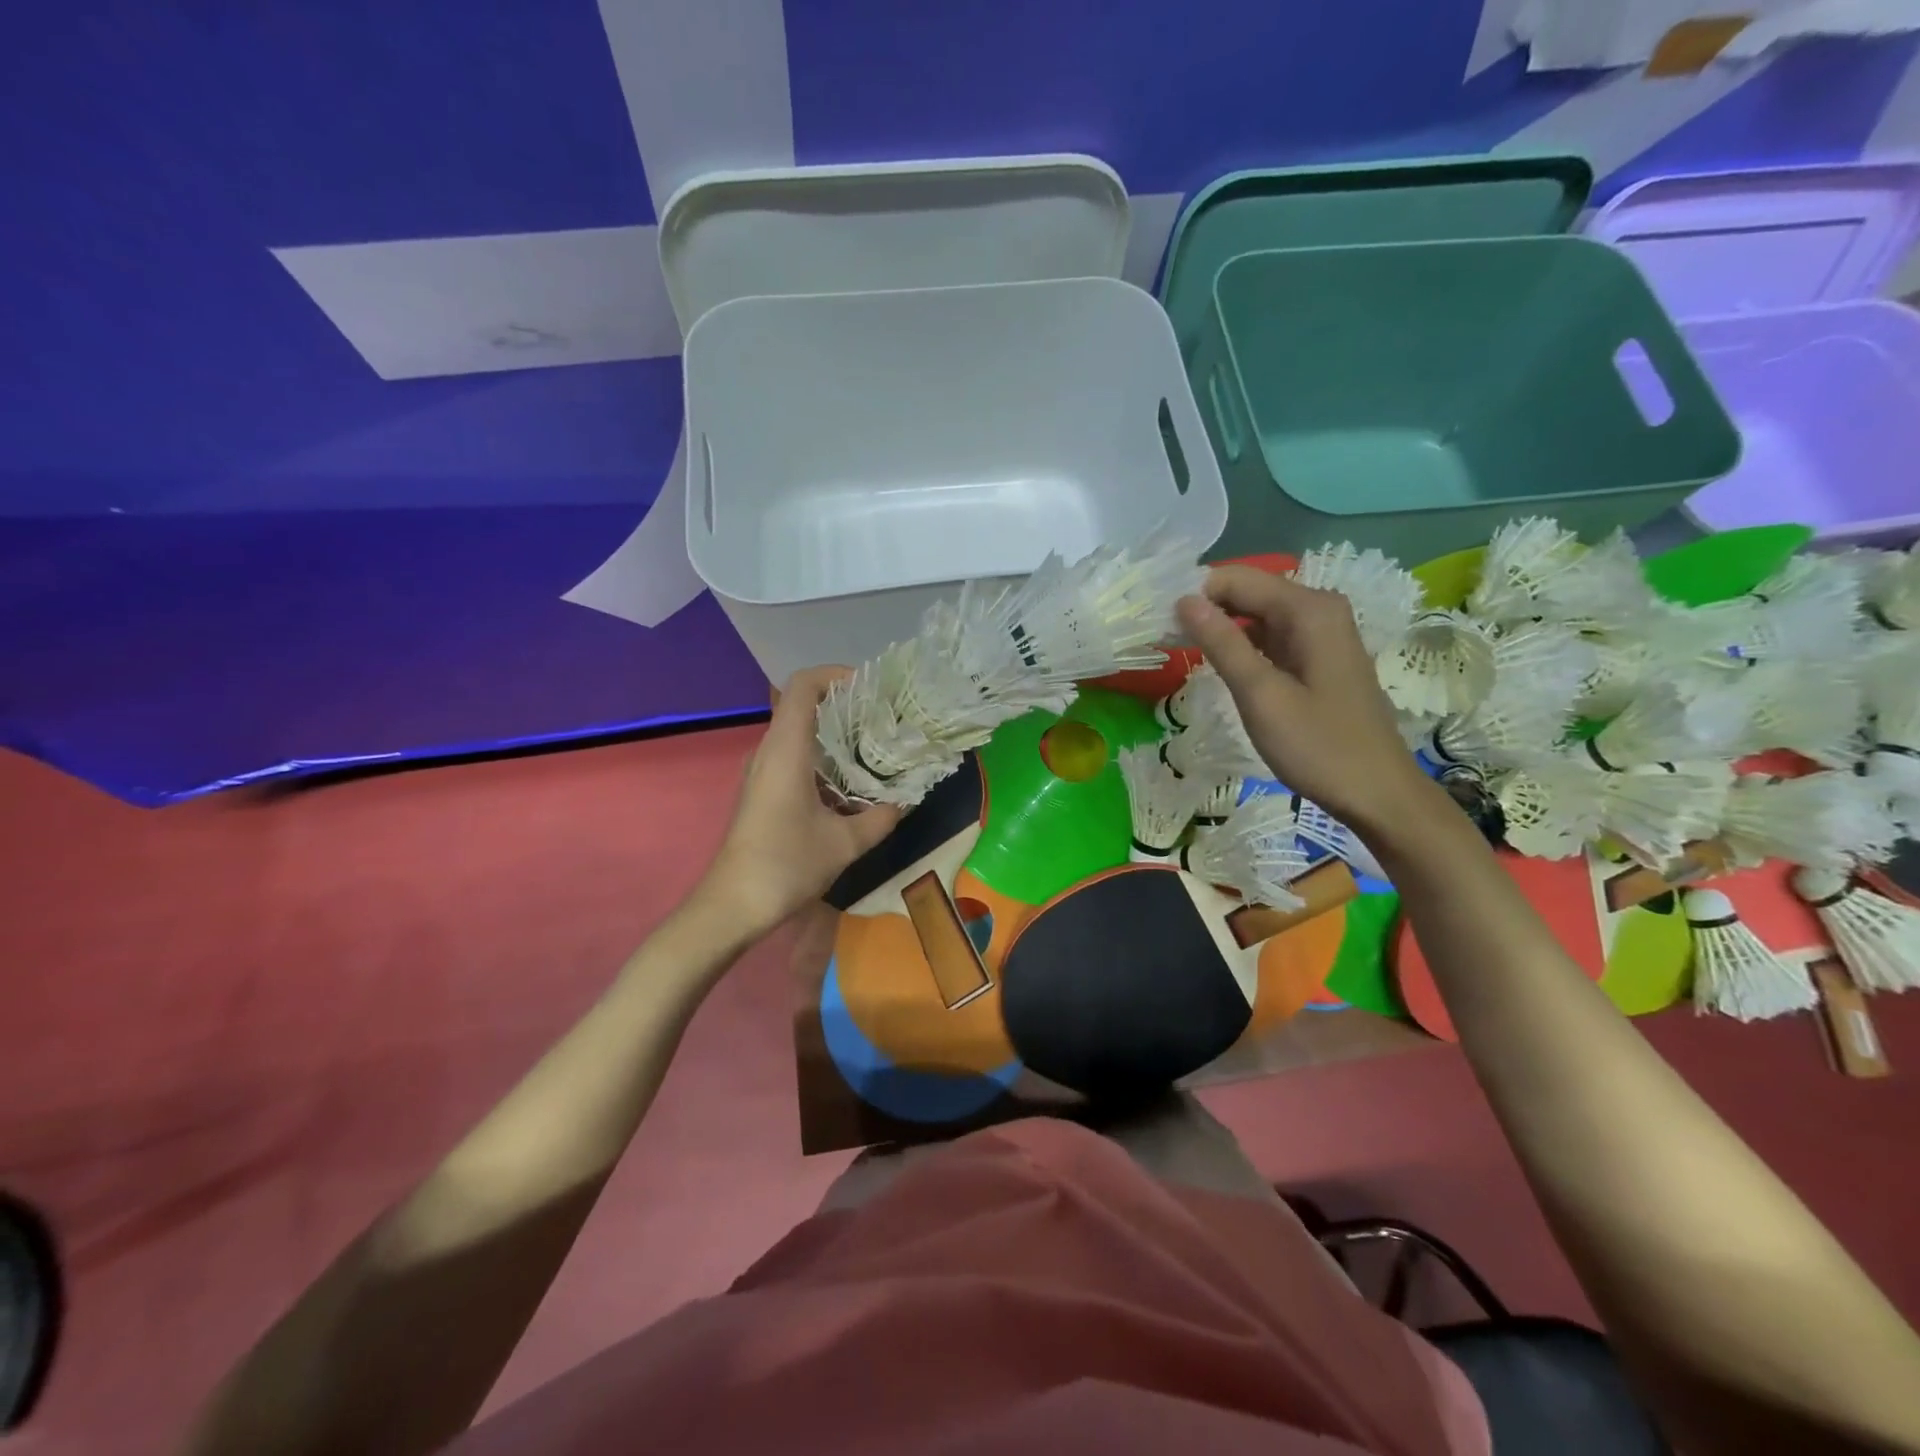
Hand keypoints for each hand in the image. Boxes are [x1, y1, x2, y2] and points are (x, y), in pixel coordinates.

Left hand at [699, 666, 901, 937]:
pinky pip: (795, 756)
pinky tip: (851, 783)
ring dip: (836, 734)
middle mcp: (769, 751)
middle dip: (845, 705)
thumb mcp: (845, 843)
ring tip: (875, 748)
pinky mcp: (762, 790)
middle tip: (885, 719)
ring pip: (800, 733)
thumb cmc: (786, 865)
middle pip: (803, 705)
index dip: (835, 674)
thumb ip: (881, 817)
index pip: (803, 686)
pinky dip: (824, 758)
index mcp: (786, 750)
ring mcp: (762, 770)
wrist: (732, 906)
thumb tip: (905, 800)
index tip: (870, 688)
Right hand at [1175, 566, 1432, 833]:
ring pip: (1256, 615)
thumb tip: (1184, 600)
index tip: (1159, 623)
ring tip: (1180, 652)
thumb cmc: (1318, 746)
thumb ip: (1222, 643)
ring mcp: (1322, 633)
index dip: (1194, 595)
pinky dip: (1241, 646)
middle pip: (1247, 592)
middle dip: (1205, 610)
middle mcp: (1318, 609)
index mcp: (1309, 609)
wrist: (1376, 793)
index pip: (1236, 579)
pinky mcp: (1318, 656)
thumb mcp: (1260, 695)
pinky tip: (1219, 666)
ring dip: (1219, 629)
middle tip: (1163, 638)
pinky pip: (1270, 637)